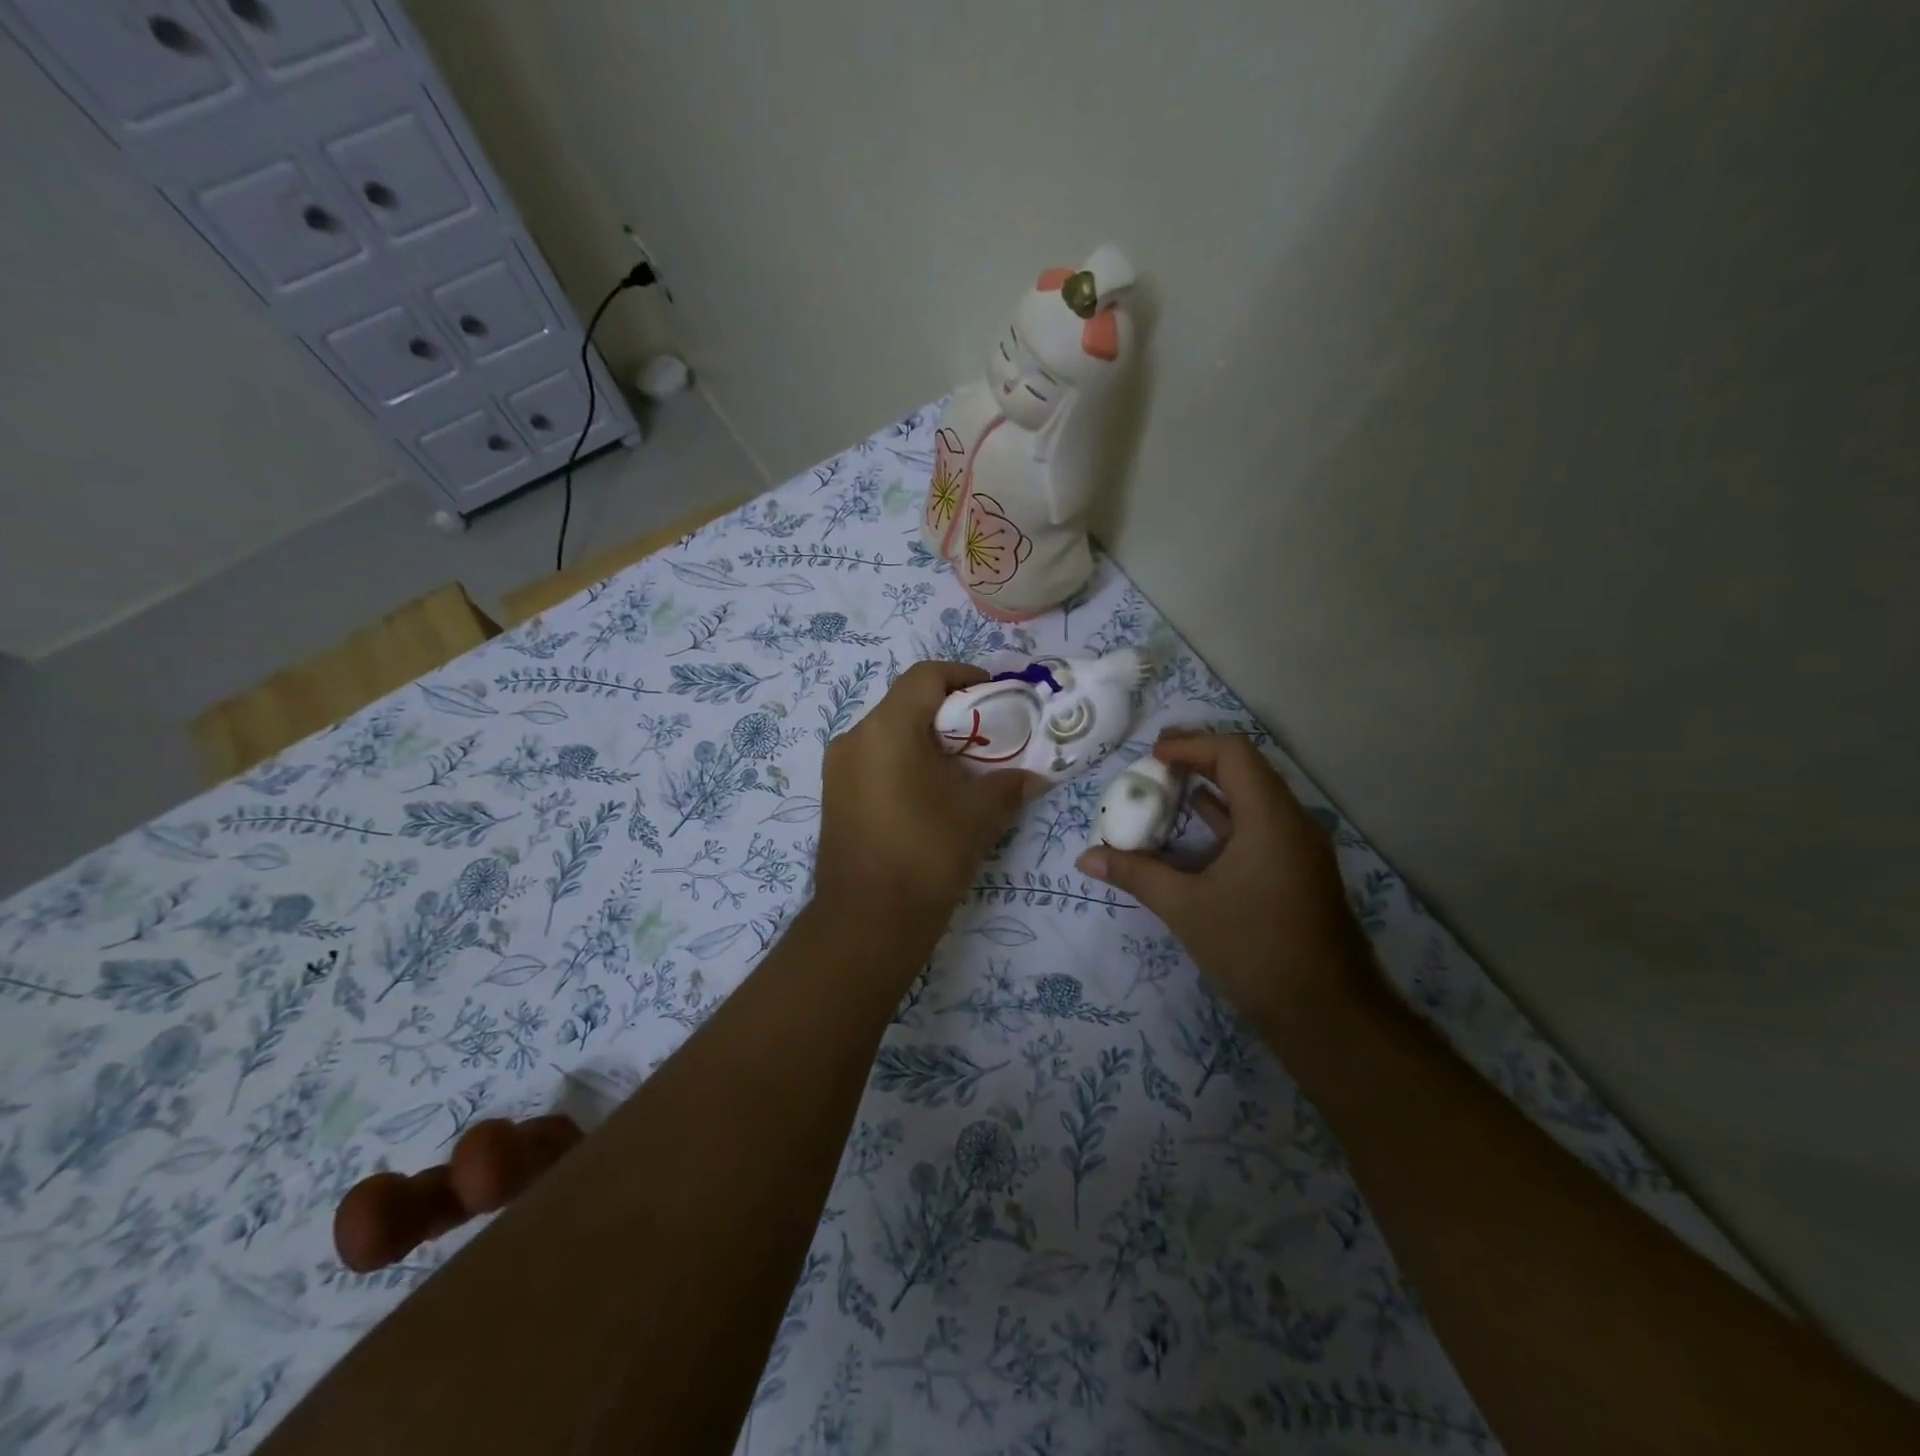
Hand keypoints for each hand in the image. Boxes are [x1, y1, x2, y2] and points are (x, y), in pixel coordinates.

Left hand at [814, 661, 1040, 938]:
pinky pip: (875, 760)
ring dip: (928, 740)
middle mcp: (854, 738)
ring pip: (890, 733)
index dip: (964, 677)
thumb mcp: (978, 816)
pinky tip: (932, 793)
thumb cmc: (925, 856)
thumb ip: (1009, 785)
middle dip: (951, 713)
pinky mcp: (835, 796)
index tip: (996, 696)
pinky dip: (906, 761)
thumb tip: (1034, 776)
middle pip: (907, 703)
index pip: (926, 676)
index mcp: (886, 729)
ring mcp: (838, 769)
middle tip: (988, 736)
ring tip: (964, 769)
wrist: (866, 923)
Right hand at [1077, 732, 1367, 1020]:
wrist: (1326, 1015)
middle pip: (1246, 769)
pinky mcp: (1296, 873)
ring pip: (1253, 799)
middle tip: (1154, 763)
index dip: (1190, 745)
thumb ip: (1136, 874)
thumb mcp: (1186, 908)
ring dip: (1211, 789)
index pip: (1233, 753)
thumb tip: (1086, 858)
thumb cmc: (1255, 948)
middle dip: (1198, 760)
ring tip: (1165, 791)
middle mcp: (1291, 822)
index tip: (1152, 756)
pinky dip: (1224, 820)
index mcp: (1271, 818)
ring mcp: (1298, 849)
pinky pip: (1258, 827)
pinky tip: (1191, 835)